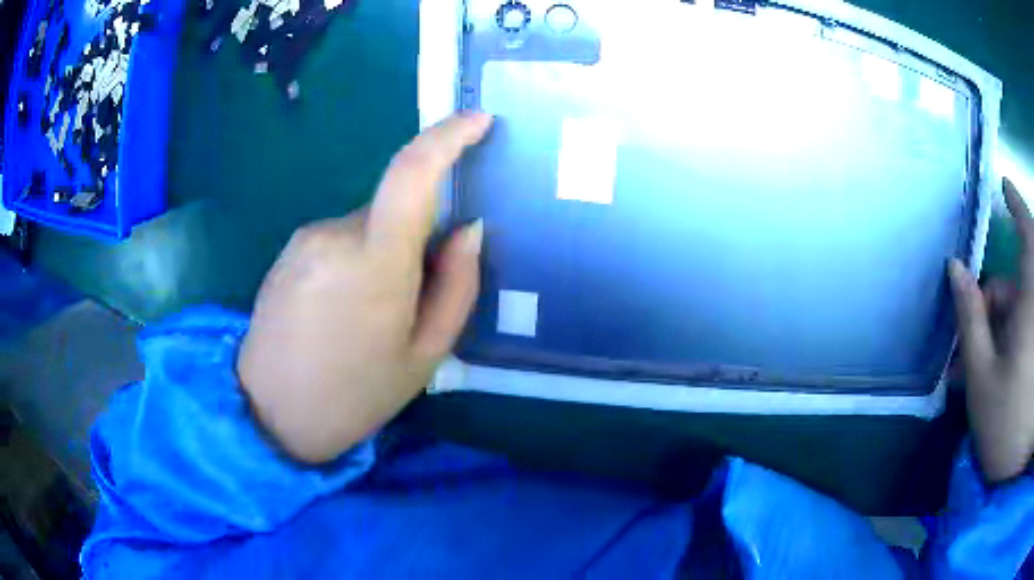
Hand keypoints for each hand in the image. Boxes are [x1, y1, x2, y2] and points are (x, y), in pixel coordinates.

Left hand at [237, 113, 492, 462]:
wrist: (270, 415)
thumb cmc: (356, 395)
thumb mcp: (426, 355)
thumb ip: (457, 285)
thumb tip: (469, 228)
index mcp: (375, 263)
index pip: (413, 173)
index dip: (449, 137)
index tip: (480, 121)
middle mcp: (334, 234)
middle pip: (393, 209)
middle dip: (415, 238)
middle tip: (411, 299)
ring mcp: (304, 239)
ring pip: (365, 226)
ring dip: (381, 254)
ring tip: (368, 318)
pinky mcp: (287, 251)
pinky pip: (337, 239)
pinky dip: (354, 261)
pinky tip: (338, 312)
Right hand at [949, 178, 1033, 482]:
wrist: (1015, 471)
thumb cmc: (1006, 427)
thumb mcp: (982, 378)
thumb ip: (971, 318)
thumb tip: (956, 268)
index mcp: (1031, 302)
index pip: (1028, 232)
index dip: (1016, 204)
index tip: (1004, 187)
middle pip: (1017, 282)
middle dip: (995, 303)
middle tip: (973, 339)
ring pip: (1021, 311)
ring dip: (1001, 330)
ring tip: (979, 371)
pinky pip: (1027, 330)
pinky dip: (1013, 342)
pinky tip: (999, 373)